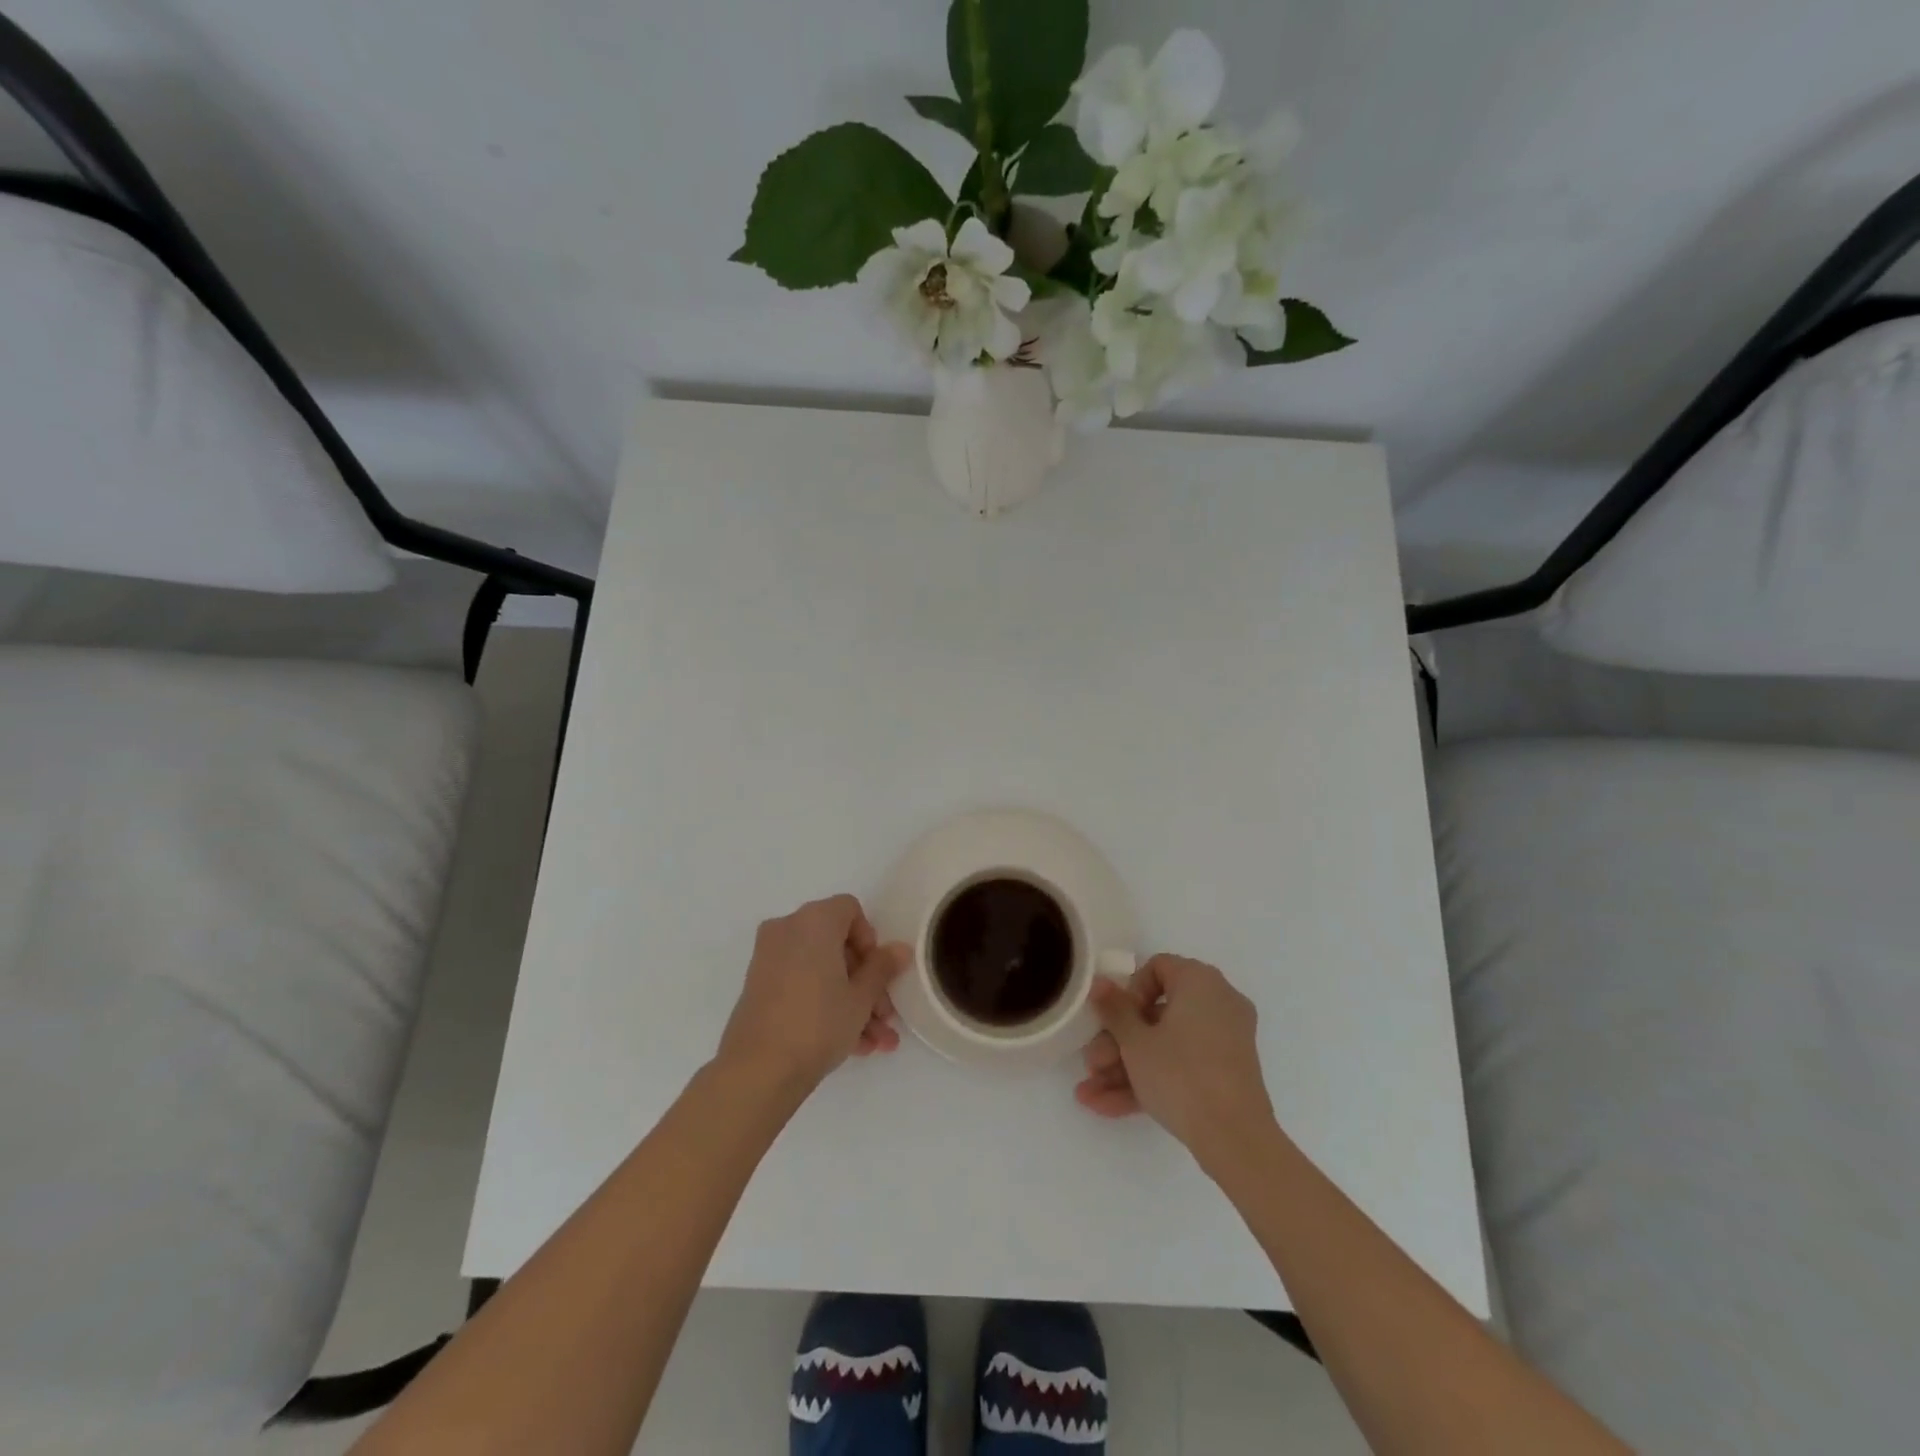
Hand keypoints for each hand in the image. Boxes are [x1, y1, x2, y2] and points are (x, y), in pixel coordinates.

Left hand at [716, 895, 910, 1093]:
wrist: (758, 1071)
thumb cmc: (818, 1022)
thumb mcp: (861, 997)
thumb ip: (883, 968)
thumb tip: (900, 949)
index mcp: (813, 921)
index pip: (850, 910)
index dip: (870, 940)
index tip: (877, 974)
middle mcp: (787, 930)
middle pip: (837, 944)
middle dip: (865, 982)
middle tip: (884, 1016)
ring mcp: (769, 959)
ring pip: (821, 971)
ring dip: (851, 1001)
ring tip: (875, 1042)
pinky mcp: (759, 988)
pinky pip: (802, 985)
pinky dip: (824, 1005)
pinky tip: (853, 1045)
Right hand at [1075, 955, 1277, 1171]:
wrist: (1235, 1140)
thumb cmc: (1181, 1074)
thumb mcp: (1135, 1041)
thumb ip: (1113, 1008)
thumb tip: (1099, 982)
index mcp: (1200, 982)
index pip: (1157, 968)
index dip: (1129, 993)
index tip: (1113, 1021)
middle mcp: (1218, 1003)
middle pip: (1156, 1013)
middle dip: (1118, 1041)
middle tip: (1092, 1064)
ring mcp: (1225, 1041)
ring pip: (1166, 1045)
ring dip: (1126, 1067)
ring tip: (1090, 1094)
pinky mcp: (1226, 1074)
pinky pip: (1183, 1066)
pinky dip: (1151, 1080)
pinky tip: (1108, 1106)